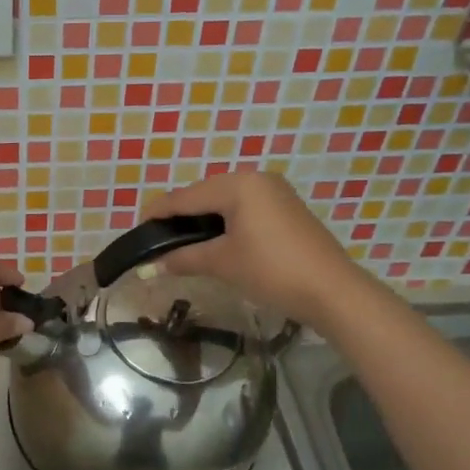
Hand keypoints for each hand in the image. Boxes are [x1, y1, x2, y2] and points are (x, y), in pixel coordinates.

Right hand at [147, 172, 360, 327]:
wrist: (331, 290)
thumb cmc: (271, 270)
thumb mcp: (222, 263)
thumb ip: (184, 258)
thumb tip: (151, 265)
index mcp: (238, 184)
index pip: (186, 196)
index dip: (159, 212)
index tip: (137, 227)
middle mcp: (256, 179)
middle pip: (205, 194)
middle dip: (180, 215)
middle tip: (158, 239)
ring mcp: (275, 192)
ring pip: (225, 201)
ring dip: (202, 220)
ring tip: (182, 242)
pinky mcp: (286, 208)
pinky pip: (244, 208)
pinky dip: (224, 222)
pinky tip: (214, 241)